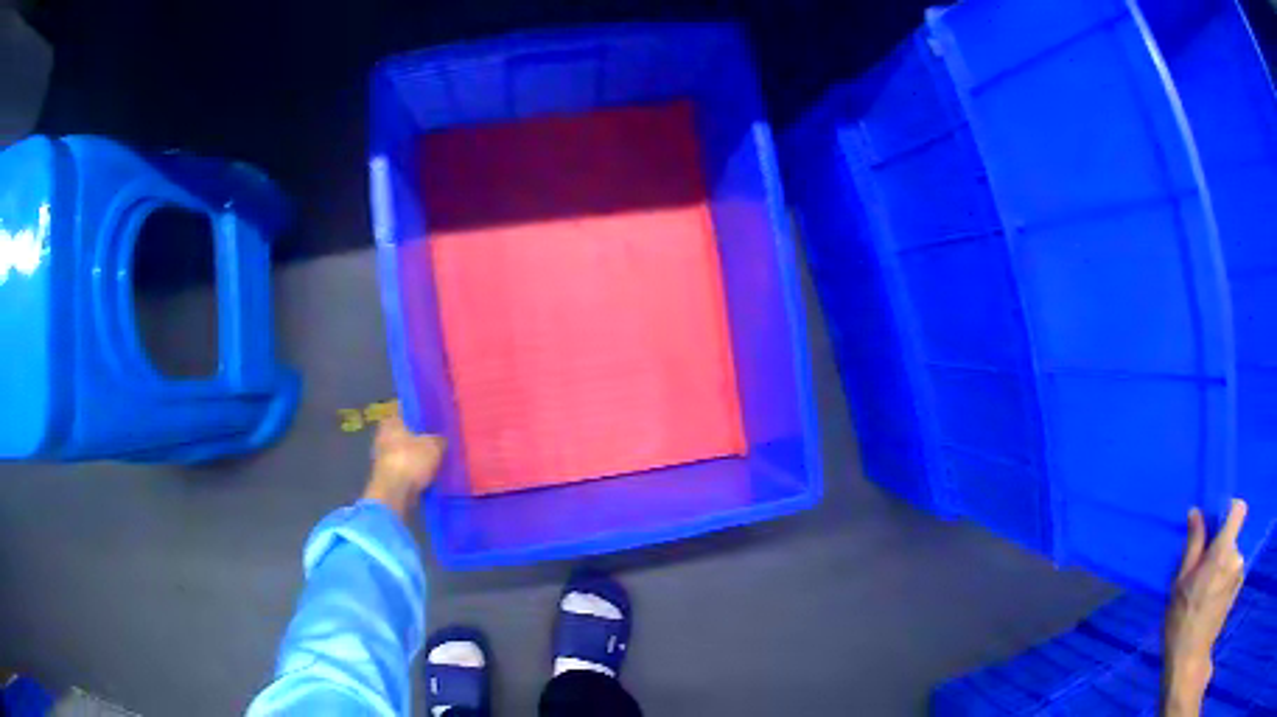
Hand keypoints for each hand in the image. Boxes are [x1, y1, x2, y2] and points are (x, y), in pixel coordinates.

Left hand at [362, 407, 445, 519]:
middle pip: (405, 434)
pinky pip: (404, 469)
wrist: (394, 491)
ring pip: (405, 452)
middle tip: (437, 442)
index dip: (421, 416)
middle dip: (419, 439)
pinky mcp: (386, 475)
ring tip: (435, 460)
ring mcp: (382, 457)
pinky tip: (427, 475)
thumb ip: (439, 440)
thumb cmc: (411, 460)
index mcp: (391, 421)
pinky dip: (413, 471)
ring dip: (416, 457)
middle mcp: (383, 436)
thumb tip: (441, 440)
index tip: (433, 422)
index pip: (407, 412)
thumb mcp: (434, 446)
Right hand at [1162, 499, 1247, 714]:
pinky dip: (1227, 581)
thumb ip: (1193, 545)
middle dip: (1221, 551)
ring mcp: (1239, 574)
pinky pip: (1235, 573)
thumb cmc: (1181, 621)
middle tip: (1204, 576)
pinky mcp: (1238, 588)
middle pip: (1233, 539)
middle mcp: (1236, 556)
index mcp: (1223, 550)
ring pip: (1234, 559)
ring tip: (1208, 594)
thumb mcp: (1180, 583)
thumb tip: (1196, 512)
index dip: (1231, 511)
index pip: (1239, 510)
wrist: (1189, 659)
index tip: (1219, 525)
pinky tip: (1215, 602)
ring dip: (1224, 568)